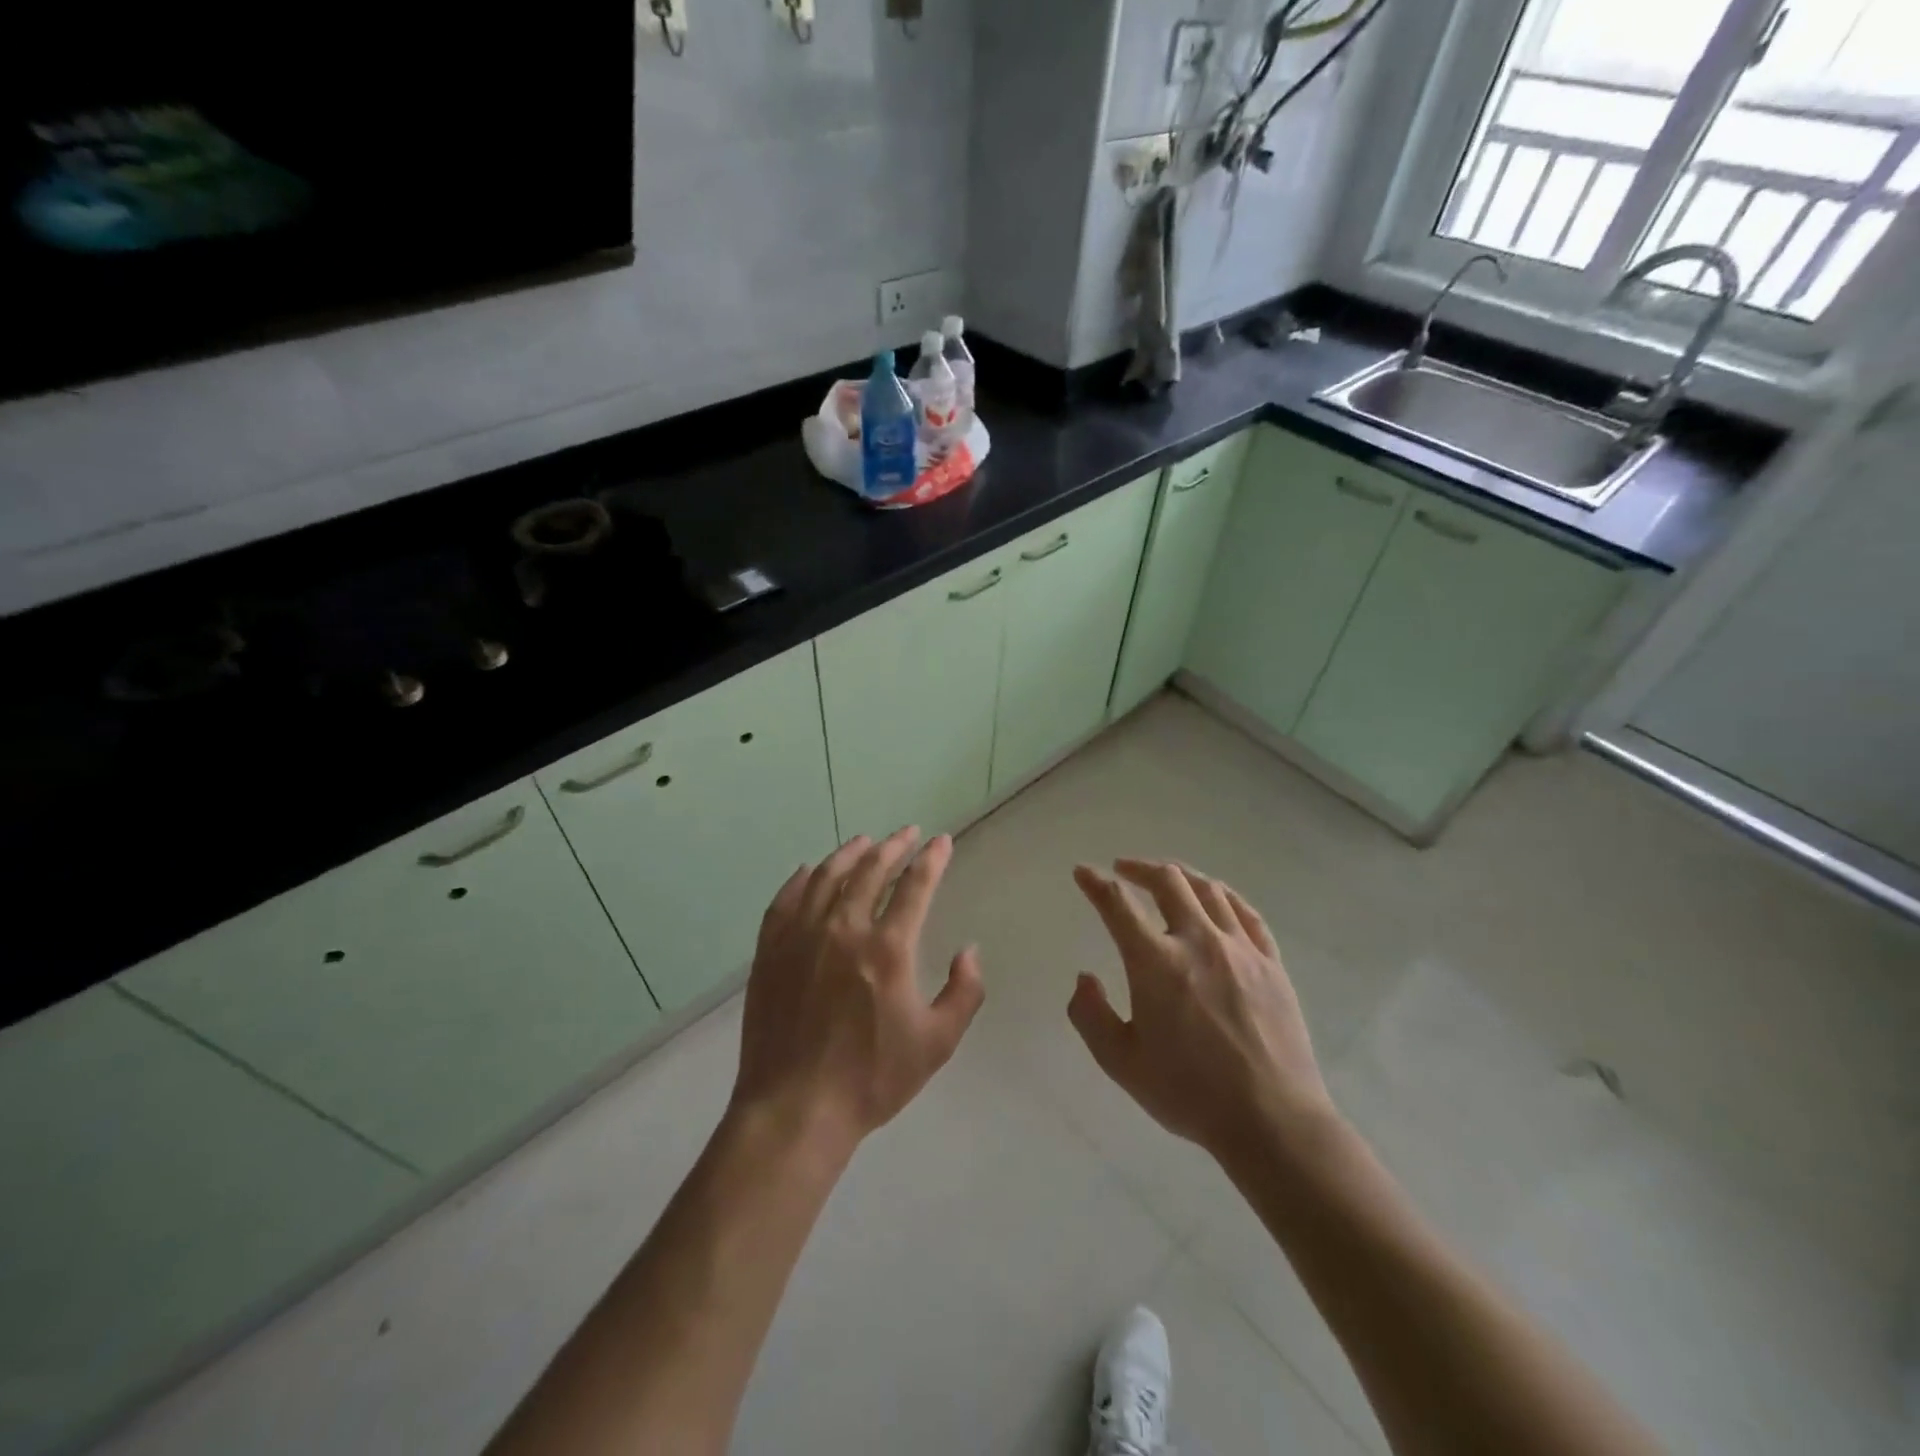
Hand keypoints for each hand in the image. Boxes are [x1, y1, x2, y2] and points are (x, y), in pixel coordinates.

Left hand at [732, 828, 984, 1155]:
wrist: (795, 1108)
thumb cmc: (871, 1078)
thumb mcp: (937, 1043)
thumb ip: (964, 992)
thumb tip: (970, 950)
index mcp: (887, 949)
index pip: (915, 886)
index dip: (931, 859)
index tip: (941, 841)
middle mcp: (843, 929)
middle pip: (870, 870)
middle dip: (893, 846)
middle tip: (906, 833)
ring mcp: (801, 937)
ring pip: (826, 877)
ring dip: (849, 853)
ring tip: (864, 841)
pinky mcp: (771, 951)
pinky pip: (785, 900)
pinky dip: (800, 879)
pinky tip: (808, 871)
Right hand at [1068, 859, 1335, 1165]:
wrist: (1272, 1121)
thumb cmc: (1189, 1093)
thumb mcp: (1121, 1063)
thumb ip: (1090, 1016)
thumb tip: (1084, 979)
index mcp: (1155, 962)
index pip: (1118, 904)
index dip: (1095, 882)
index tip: (1082, 872)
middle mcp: (1197, 941)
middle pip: (1168, 881)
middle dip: (1139, 867)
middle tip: (1123, 869)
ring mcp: (1240, 948)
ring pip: (1208, 890)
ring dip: (1180, 876)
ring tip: (1167, 878)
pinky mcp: (1272, 963)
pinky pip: (1247, 913)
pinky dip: (1224, 896)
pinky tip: (1217, 898)